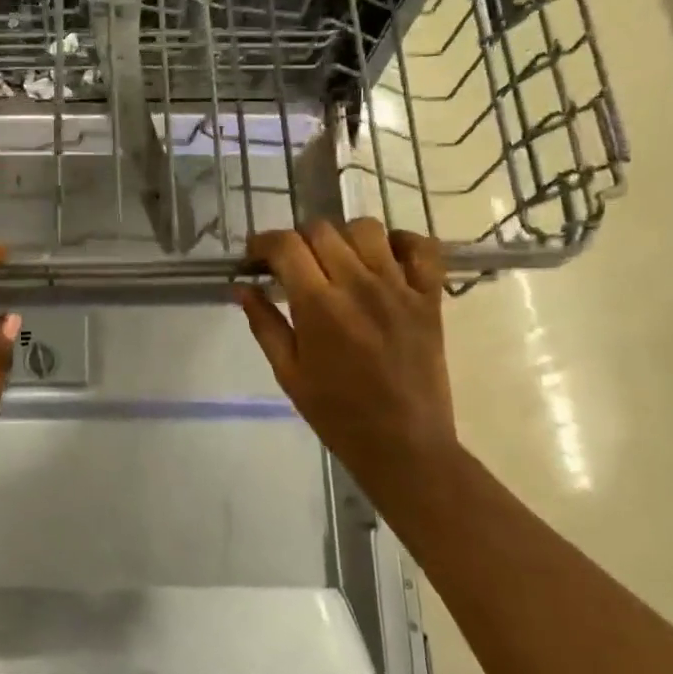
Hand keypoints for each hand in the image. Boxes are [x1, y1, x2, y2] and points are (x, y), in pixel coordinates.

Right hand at [235, 220, 459, 487]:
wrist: (404, 444)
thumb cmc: (337, 414)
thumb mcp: (288, 373)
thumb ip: (264, 324)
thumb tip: (242, 287)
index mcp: (319, 306)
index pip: (286, 245)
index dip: (263, 242)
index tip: (256, 257)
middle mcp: (359, 286)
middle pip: (322, 230)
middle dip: (297, 240)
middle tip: (292, 265)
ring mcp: (400, 288)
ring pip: (367, 228)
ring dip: (343, 237)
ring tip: (336, 261)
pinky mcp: (430, 298)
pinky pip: (422, 248)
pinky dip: (402, 242)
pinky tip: (384, 258)